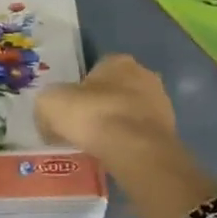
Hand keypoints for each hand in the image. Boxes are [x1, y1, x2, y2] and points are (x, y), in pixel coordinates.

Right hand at [34, 54, 178, 160]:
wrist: (135, 149)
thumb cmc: (92, 115)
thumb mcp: (50, 104)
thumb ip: (47, 106)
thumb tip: (48, 121)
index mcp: (118, 61)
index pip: (96, 69)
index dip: (80, 89)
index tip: (70, 110)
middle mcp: (144, 74)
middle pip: (116, 89)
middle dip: (102, 106)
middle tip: (83, 129)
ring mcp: (161, 103)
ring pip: (131, 112)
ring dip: (118, 124)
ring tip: (99, 146)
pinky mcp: (169, 130)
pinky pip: (141, 134)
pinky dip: (130, 142)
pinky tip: (116, 156)